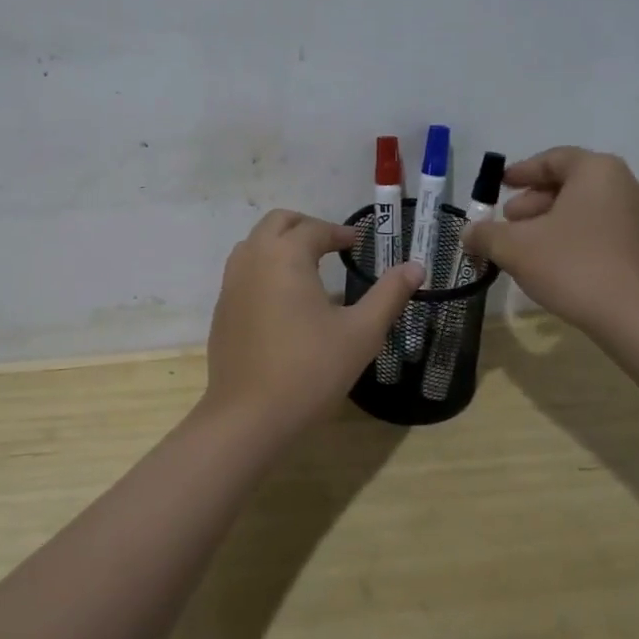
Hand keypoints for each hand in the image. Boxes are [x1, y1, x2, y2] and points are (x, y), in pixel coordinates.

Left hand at [205, 210, 423, 435]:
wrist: (250, 416)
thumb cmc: (311, 370)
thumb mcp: (361, 332)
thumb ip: (389, 294)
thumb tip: (416, 267)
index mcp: (285, 256)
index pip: (315, 229)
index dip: (340, 233)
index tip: (359, 244)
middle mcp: (252, 259)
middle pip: (277, 223)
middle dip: (306, 226)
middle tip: (333, 246)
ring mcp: (231, 284)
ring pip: (254, 244)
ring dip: (281, 244)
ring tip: (308, 268)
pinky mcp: (222, 310)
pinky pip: (242, 272)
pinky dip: (264, 269)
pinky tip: (283, 301)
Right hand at [461, 147, 638, 346]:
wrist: (635, 317)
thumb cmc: (572, 266)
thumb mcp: (514, 247)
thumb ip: (485, 234)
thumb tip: (468, 233)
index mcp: (596, 171)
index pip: (552, 159)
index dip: (521, 171)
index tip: (499, 185)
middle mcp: (622, 185)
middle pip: (568, 183)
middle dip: (532, 200)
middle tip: (507, 220)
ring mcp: (636, 217)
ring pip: (582, 208)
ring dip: (548, 221)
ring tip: (522, 245)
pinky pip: (597, 229)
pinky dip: (569, 236)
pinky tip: (549, 262)